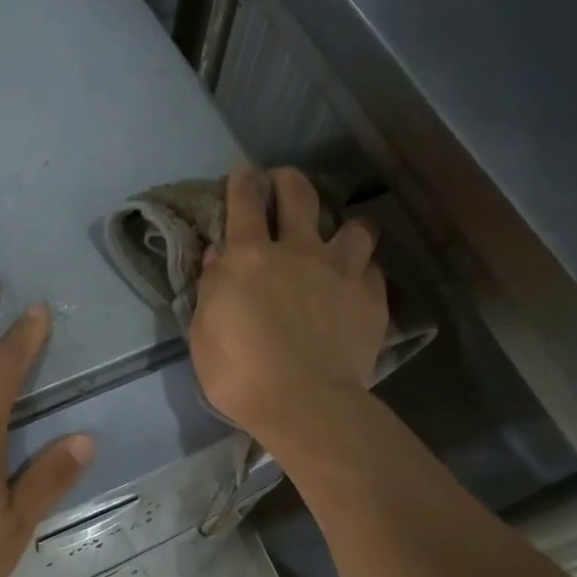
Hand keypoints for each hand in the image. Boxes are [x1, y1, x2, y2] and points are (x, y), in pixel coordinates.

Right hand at [189, 166, 386, 441]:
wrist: (304, 404)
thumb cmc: (240, 373)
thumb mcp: (203, 332)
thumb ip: (212, 288)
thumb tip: (218, 257)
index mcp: (250, 257)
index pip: (245, 204)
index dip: (242, 182)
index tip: (242, 172)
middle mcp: (298, 251)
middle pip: (299, 196)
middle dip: (289, 181)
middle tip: (284, 182)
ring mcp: (341, 272)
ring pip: (353, 227)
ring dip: (343, 224)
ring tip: (339, 235)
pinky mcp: (371, 298)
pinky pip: (372, 269)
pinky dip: (362, 270)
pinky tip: (357, 281)